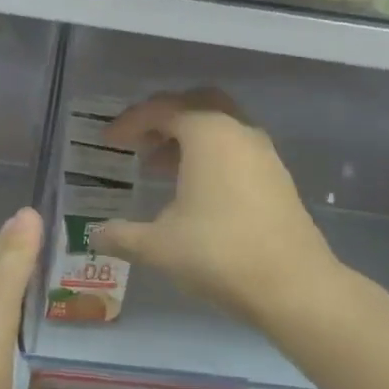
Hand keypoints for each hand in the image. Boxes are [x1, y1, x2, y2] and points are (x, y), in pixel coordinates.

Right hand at [96, 89, 338, 327]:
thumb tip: (94, 235)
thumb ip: (121, 235)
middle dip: (164, 118)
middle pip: (196, 104)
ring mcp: (263, 152)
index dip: (130, 122)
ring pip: (220, 126)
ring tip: (159, 168)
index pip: (161, 110)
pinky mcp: (277, 176)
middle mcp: (238, 131)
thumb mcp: (159, 246)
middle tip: (140, 142)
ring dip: (188, 138)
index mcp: (207, 133)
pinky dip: (211, 155)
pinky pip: (236, 148)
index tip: (108, 140)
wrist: (293, 285)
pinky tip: (195, 190)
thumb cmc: (219, 253)